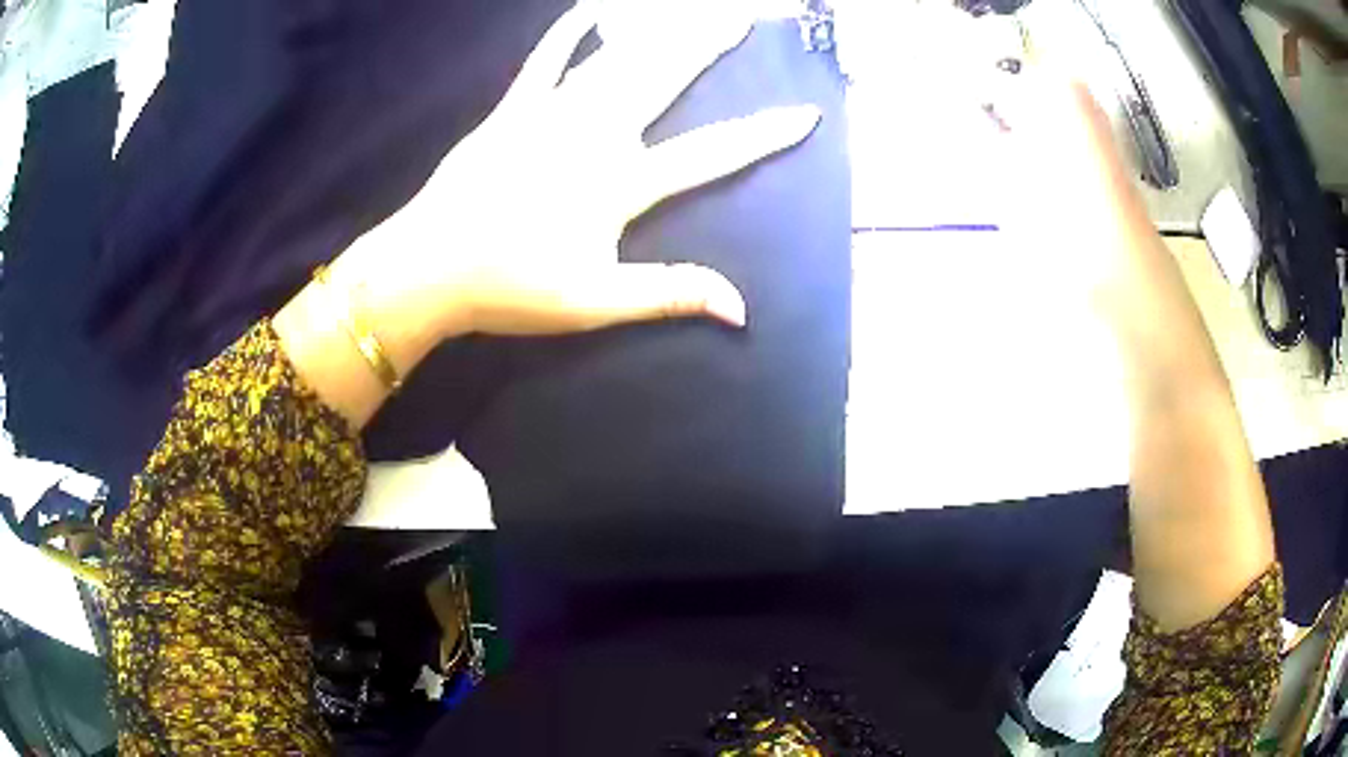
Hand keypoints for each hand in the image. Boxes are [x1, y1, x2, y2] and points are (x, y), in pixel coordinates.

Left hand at [377, 0, 820, 335]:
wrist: (429, 268)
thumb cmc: (510, 289)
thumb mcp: (596, 301)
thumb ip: (669, 293)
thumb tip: (741, 307)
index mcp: (621, 182)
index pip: (710, 154)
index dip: (762, 136)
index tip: (804, 115)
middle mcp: (595, 133)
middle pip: (665, 79)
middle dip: (709, 45)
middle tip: (741, 15)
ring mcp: (551, 114)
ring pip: (616, 60)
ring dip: (657, 31)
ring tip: (688, 8)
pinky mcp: (513, 110)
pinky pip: (545, 61)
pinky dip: (567, 35)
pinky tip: (589, 11)